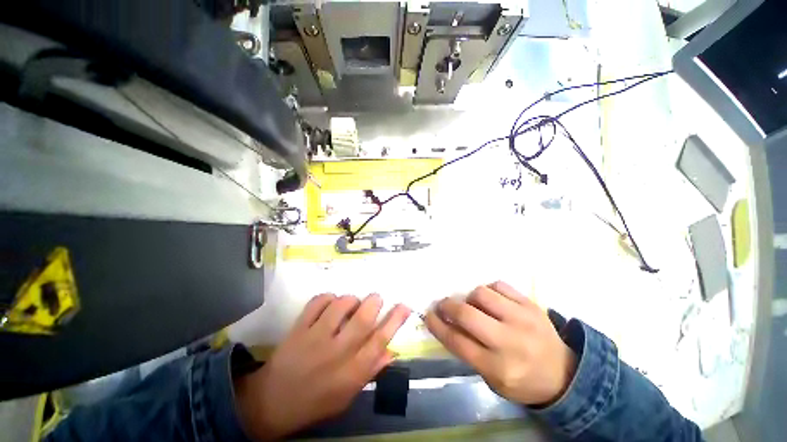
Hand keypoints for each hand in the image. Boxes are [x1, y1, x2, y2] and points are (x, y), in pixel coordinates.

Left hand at [235, 293, 410, 439]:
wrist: (272, 403)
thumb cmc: (316, 401)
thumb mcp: (348, 395)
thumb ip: (371, 371)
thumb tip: (392, 350)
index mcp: (351, 372)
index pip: (380, 341)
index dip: (395, 321)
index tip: (404, 306)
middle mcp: (337, 352)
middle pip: (363, 319)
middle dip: (374, 302)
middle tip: (376, 299)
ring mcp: (315, 338)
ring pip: (341, 305)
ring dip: (350, 300)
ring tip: (350, 305)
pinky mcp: (299, 328)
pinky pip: (318, 302)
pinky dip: (327, 297)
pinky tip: (329, 304)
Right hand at [425, 281, 576, 405]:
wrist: (564, 374)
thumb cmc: (522, 380)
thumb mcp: (492, 378)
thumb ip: (468, 350)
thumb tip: (447, 322)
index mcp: (498, 367)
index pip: (457, 341)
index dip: (437, 326)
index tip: (428, 315)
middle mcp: (509, 341)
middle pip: (466, 314)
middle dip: (448, 306)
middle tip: (443, 305)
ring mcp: (522, 319)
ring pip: (481, 293)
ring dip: (470, 297)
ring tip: (473, 305)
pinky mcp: (531, 305)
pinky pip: (499, 285)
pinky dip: (489, 290)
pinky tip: (491, 300)